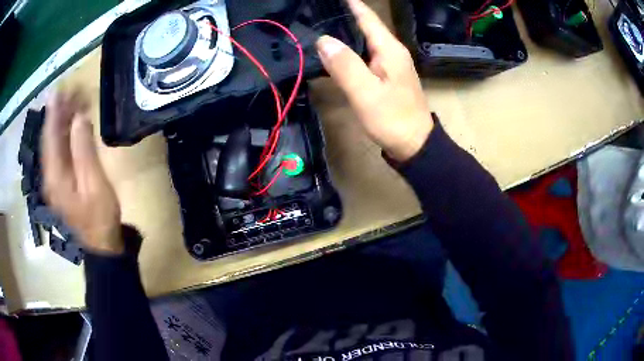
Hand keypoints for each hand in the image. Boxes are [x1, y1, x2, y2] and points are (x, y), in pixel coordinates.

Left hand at [41, 90, 123, 254]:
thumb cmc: (99, 216)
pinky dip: (64, 136)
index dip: (53, 112)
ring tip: (74, 102)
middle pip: (50, 139)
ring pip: (53, 145)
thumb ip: (84, 150)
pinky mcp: (60, 184)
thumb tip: (79, 118)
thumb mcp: (94, 183)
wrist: (101, 246)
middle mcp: (50, 176)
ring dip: (62, 123)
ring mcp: (54, 181)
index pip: (50, 137)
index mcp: (55, 176)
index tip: (57, 90)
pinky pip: (58, 153)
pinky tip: (73, 126)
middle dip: (58, 113)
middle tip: (71, 92)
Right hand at [316, 0, 432, 161]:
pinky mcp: (387, 76)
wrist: (415, 145)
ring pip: (364, 41)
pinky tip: (336, 52)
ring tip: (321, 27)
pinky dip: (349, 51)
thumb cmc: (392, 119)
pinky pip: (365, 56)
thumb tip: (323, 40)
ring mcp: (390, 64)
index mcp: (389, 50)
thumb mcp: (366, 93)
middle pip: (365, 27)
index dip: (351, 5)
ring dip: (345, 33)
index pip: (367, 18)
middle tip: (318, 14)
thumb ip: (345, 65)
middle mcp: (391, 52)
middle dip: (343, 17)